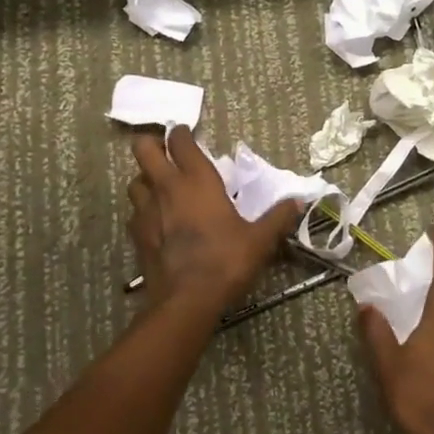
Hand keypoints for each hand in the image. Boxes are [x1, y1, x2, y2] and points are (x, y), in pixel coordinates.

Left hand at [127, 126, 303, 310]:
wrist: (187, 300)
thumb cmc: (225, 261)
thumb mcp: (259, 240)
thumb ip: (278, 218)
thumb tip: (299, 202)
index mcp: (197, 180)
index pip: (180, 141)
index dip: (180, 133)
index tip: (187, 133)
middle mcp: (167, 187)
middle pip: (143, 149)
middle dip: (151, 144)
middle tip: (166, 152)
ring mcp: (146, 210)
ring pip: (134, 180)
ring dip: (145, 178)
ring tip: (160, 186)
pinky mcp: (136, 235)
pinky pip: (134, 212)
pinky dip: (143, 210)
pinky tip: (156, 221)